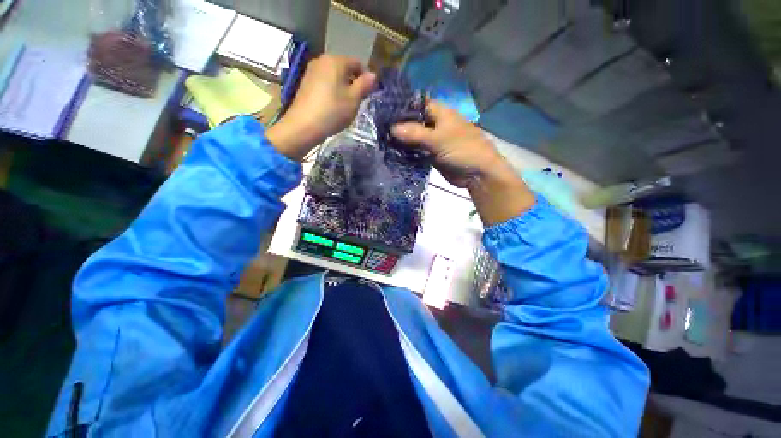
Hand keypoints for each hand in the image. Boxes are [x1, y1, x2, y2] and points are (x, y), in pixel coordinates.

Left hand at [266, 55, 375, 160]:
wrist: (304, 125)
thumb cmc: (333, 111)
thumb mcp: (354, 99)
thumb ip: (364, 85)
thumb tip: (373, 74)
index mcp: (336, 60)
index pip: (357, 63)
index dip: (365, 78)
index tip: (366, 95)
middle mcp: (322, 60)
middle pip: (344, 68)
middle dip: (353, 83)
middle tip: (356, 102)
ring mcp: (311, 71)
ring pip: (334, 76)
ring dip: (342, 88)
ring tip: (344, 106)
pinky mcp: (305, 83)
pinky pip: (324, 83)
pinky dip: (331, 91)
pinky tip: (331, 106)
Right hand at [391, 101, 508, 187]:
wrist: (477, 173)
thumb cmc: (462, 150)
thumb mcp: (439, 139)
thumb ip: (416, 133)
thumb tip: (392, 128)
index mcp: (440, 113)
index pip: (417, 104)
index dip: (402, 106)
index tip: (382, 111)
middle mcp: (435, 124)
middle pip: (414, 121)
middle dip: (399, 125)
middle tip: (377, 129)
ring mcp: (433, 140)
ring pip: (414, 137)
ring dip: (401, 140)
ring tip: (381, 141)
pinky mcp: (431, 155)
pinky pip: (417, 151)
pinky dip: (407, 152)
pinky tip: (393, 153)